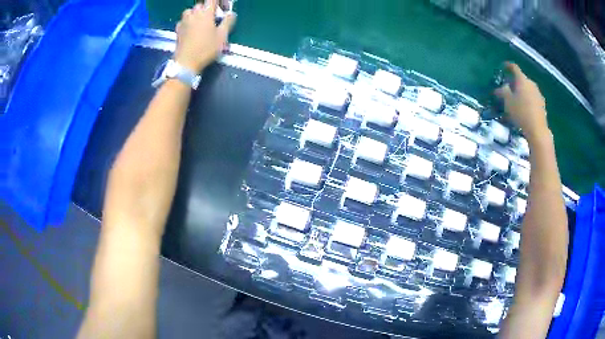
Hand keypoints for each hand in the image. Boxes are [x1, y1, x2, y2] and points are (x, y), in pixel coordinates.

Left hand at [174, 0, 235, 72]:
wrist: (186, 63)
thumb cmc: (205, 49)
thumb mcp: (222, 36)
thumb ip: (228, 22)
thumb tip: (231, 13)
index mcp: (206, 13)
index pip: (213, 0)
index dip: (220, 2)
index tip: (224, 9)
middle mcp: (194, 14)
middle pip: (201, 4)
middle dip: (208, 8)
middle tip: (214, 18)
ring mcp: (184, 21)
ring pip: (190, 11)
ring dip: (196, 13)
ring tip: (201, 22)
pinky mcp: (178, 30)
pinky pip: (184, 20)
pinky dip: (189, 21)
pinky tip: (191, 29)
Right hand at [495, 62, 549, 142]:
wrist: (537, 130)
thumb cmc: (521, 113)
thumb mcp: (508, 102)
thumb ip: (503, 91)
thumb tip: (501, 87)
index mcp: (522, 80)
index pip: (514, 68)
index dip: (508, 66)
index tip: (503, 67)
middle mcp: (531, 83)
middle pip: (521, 79)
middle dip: (515, 83)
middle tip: (509, 89)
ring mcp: (538, 94)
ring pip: (527, 89)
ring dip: (522, 92)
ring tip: (517, 101)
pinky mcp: (542, 104)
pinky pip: (532, 98)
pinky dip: (528, 100)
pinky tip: (525, 109)